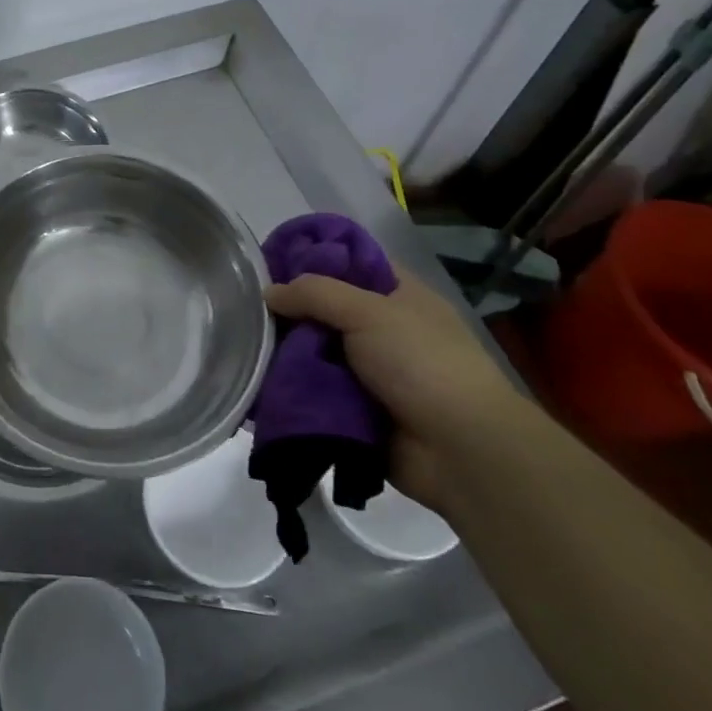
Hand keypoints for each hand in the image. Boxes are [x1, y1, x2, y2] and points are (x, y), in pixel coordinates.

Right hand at [265, 265, 528, 508]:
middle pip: (327, 309)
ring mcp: (372, 372)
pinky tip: (261, 381)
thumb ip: (314, 294)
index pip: (350, 262)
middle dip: (292, 311)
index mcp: (399, 295)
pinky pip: (317, 391)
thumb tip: (268, 292)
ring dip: (289, 353)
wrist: (462, 452)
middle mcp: (384, 329)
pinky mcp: (358, 410)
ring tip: (249, 346)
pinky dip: (295, 389)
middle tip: (250, 309)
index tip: (270, 262)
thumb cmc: (422, 363)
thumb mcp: (367, 311)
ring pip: (317, 352)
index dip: (313, 258)